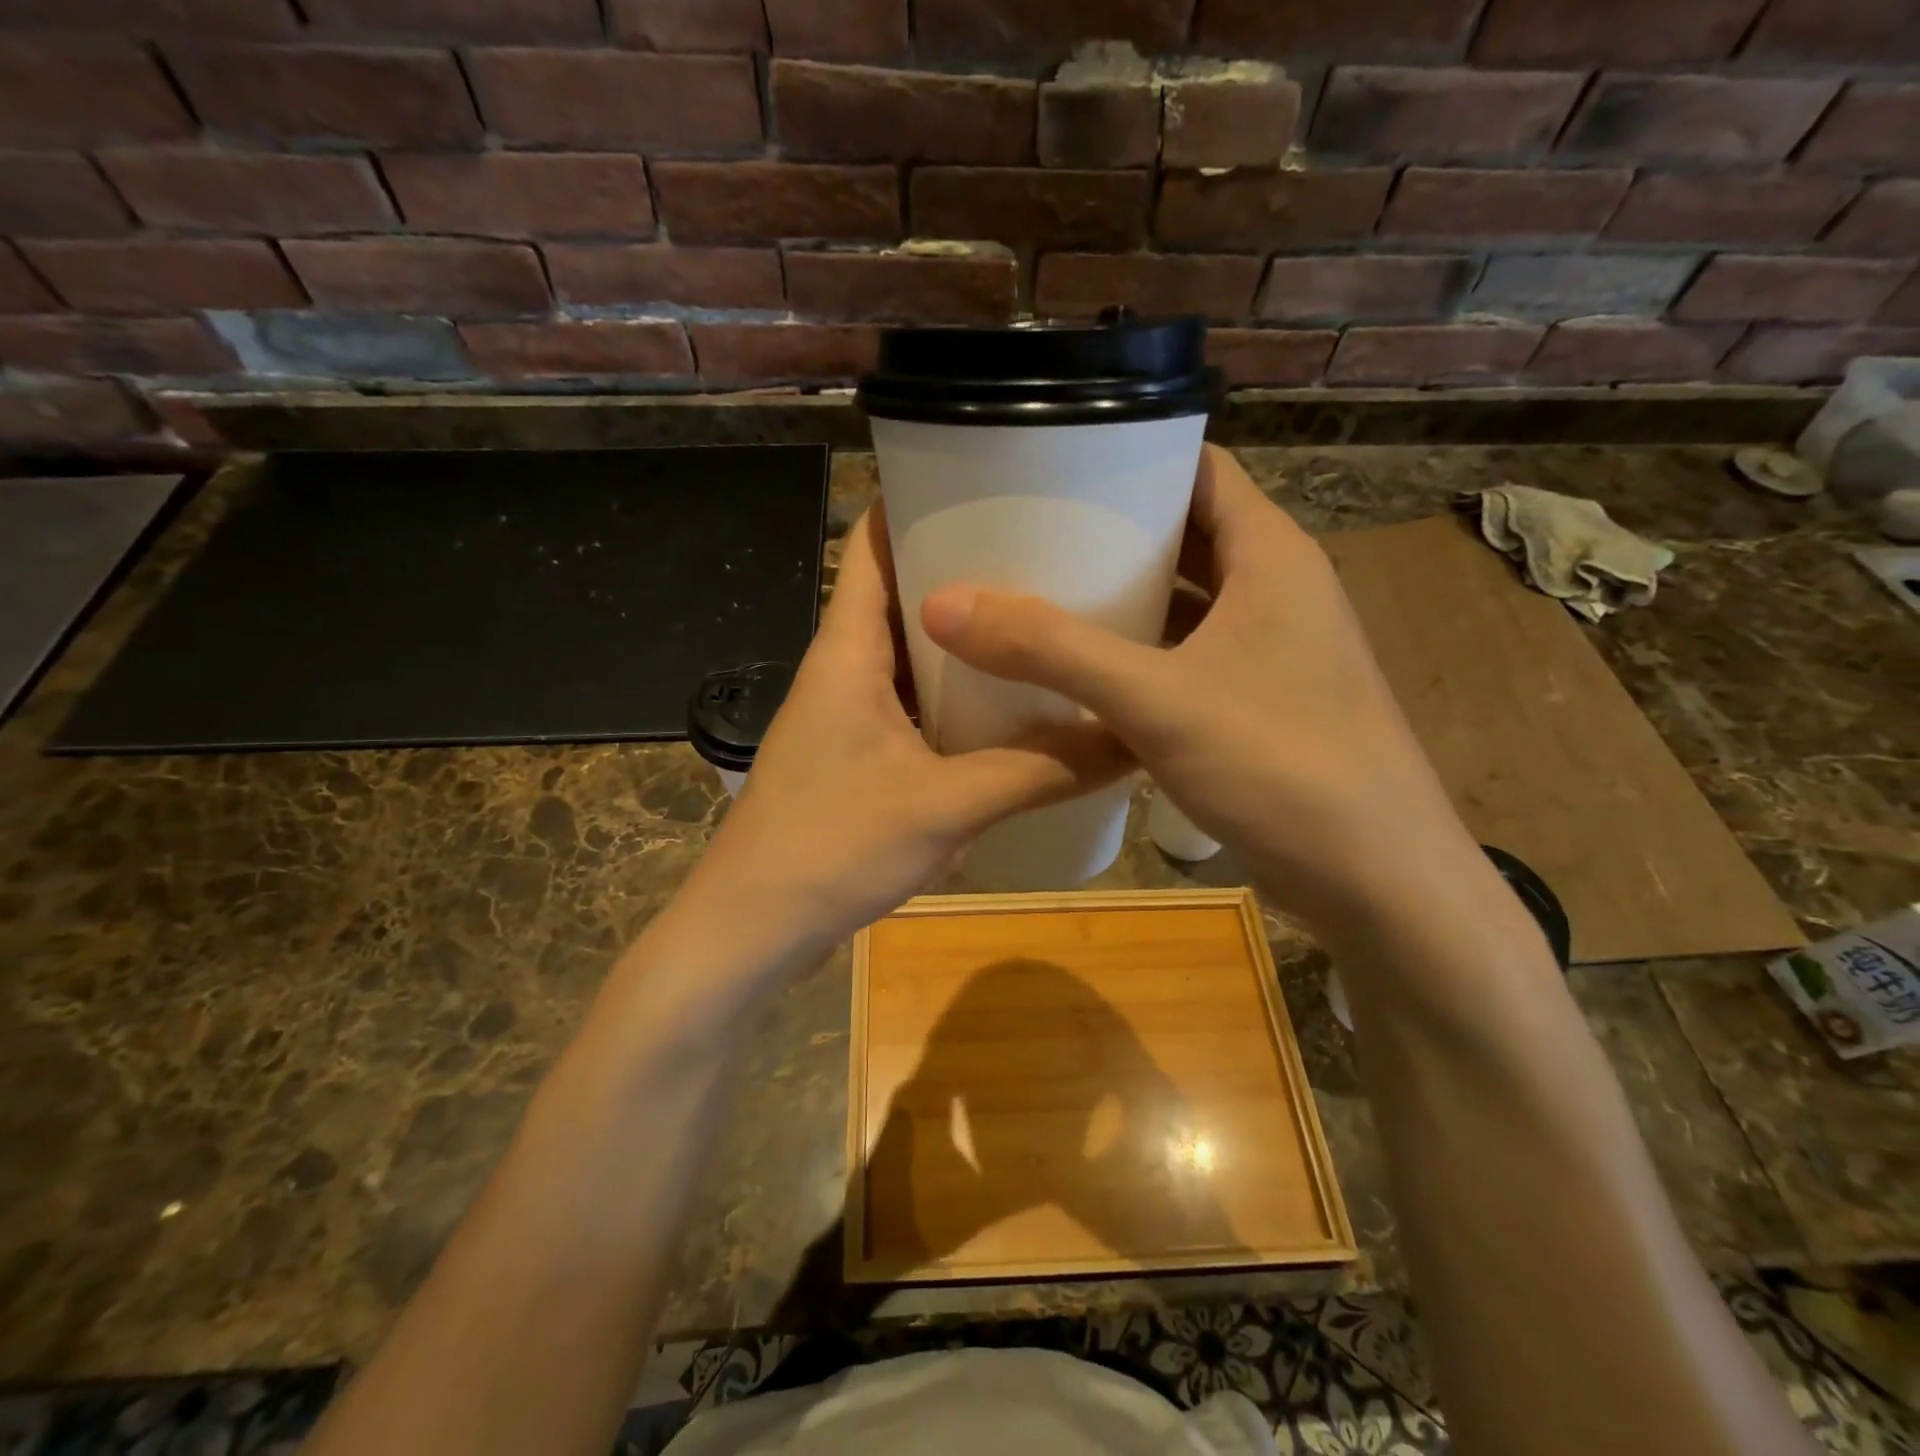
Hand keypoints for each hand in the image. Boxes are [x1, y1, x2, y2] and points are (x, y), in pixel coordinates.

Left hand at [687, 504, 1131, 955]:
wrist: (754, 927)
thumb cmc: (833, 846)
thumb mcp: (948, 804)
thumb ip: (1041, 770)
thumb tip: (1131, 741)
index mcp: (847, 649)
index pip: (872, 542)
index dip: (920, 501)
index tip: (992, 483)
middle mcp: (843, 667)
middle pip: (901, 593)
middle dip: (965, 571)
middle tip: (1047, 556)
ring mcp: (847, 713)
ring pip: (911, 653)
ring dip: (964, 640)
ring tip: (1039, 621)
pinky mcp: (857, 755)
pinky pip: (912, 703)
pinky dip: (954, 695)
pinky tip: (1006, 706)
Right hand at [920, 444, 1476, 930]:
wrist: (1379, 881)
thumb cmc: (1281, 765)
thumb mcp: (1155, 699)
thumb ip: (1051, 649)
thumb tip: (943, 603)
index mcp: (1269, 556)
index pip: (1199, 468)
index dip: (1132, 459)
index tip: (1054, 467)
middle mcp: (1276, 590)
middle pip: (1188, 533)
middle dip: (1114, 532)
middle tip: (1029, 534)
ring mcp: (1272, 651)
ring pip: (1189, 600)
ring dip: (1126, 597)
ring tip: (1043, 594)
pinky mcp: (1262, 703)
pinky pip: (1190, 655)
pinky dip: (1142, 653)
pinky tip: (1085, 672)